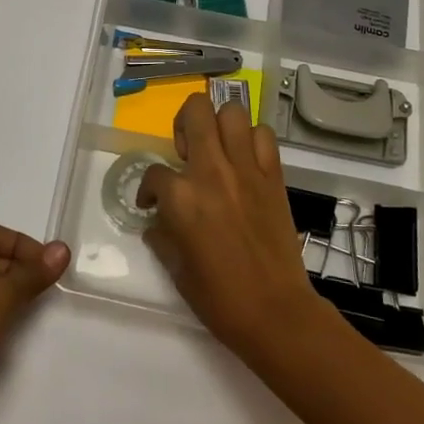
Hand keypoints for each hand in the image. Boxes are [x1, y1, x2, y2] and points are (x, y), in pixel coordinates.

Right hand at [137, 95, 333, 363]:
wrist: (275, 312)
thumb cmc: (220, 298)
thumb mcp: (176, 270)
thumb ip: (162, 236)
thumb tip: (155, 222)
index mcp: (181, 197)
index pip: (154, 173)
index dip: (148, 189)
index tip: (151, 205)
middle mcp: (211, 171)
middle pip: (195, 111)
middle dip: (183, 123)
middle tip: (186, 151)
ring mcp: (245, 169)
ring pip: (232, 111)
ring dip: (220, 124)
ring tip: (216, 149)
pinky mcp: (273, 175)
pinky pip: (264, 136)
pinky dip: (253, 139)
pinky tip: (245, 160)